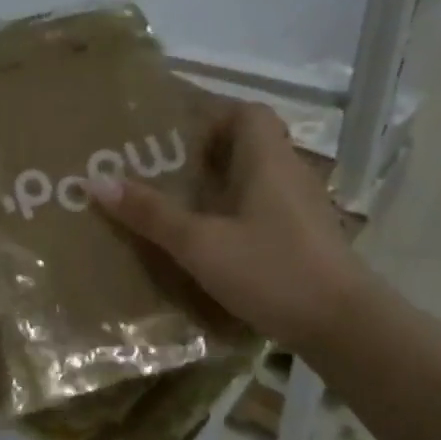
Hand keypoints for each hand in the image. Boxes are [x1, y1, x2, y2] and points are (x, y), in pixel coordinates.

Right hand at [88, 98, 366, 351]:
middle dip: (201, 155)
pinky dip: (231, 214)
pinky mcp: (303, 239)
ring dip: (215, 186)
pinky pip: (260, 210)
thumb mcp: (200, 243)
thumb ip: (151, 213)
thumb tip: (96, 181)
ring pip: (252, 180)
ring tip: (171, 205)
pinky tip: (206, 241)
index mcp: (268, 161)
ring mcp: (300, 209)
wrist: (344, 327)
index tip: (169, 136)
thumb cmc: (272, 270)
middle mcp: (289, 175)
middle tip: (156, 171)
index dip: (209, 115)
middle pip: (246, 146)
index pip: (246, 112)